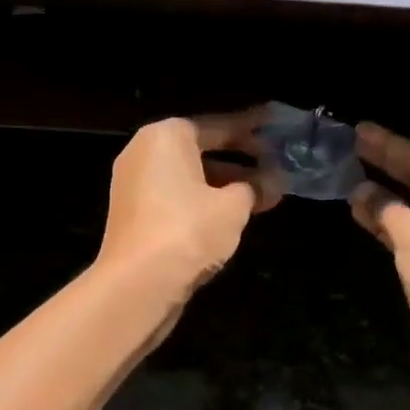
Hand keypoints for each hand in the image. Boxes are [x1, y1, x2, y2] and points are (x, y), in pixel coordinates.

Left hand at [97, 110, 278, 302]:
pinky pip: (176, 197)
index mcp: (166, 136)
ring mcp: (134, 184)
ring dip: (224, 184)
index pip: (218, 126)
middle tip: (275, 165)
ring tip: (263, 195)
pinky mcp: (133, 215)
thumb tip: (273, 181)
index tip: (275, 127)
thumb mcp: (234, 207)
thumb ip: (256, 187)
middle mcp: (144, 152)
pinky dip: (203, 201)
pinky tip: (232, 215)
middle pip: (201, 150)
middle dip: (240, 160)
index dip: (251, 129)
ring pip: (189, 176)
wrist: (138, 283)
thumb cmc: (188, 230)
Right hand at [350, 123, 409, 409]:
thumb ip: (383, 206)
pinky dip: (386, 222)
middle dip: (386, 166)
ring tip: (347, 174)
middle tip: (351, 146)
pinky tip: (359, 209)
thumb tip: (358, 189)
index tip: (361, 131)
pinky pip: (408, 232)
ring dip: (382, 195)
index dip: (391, 146)